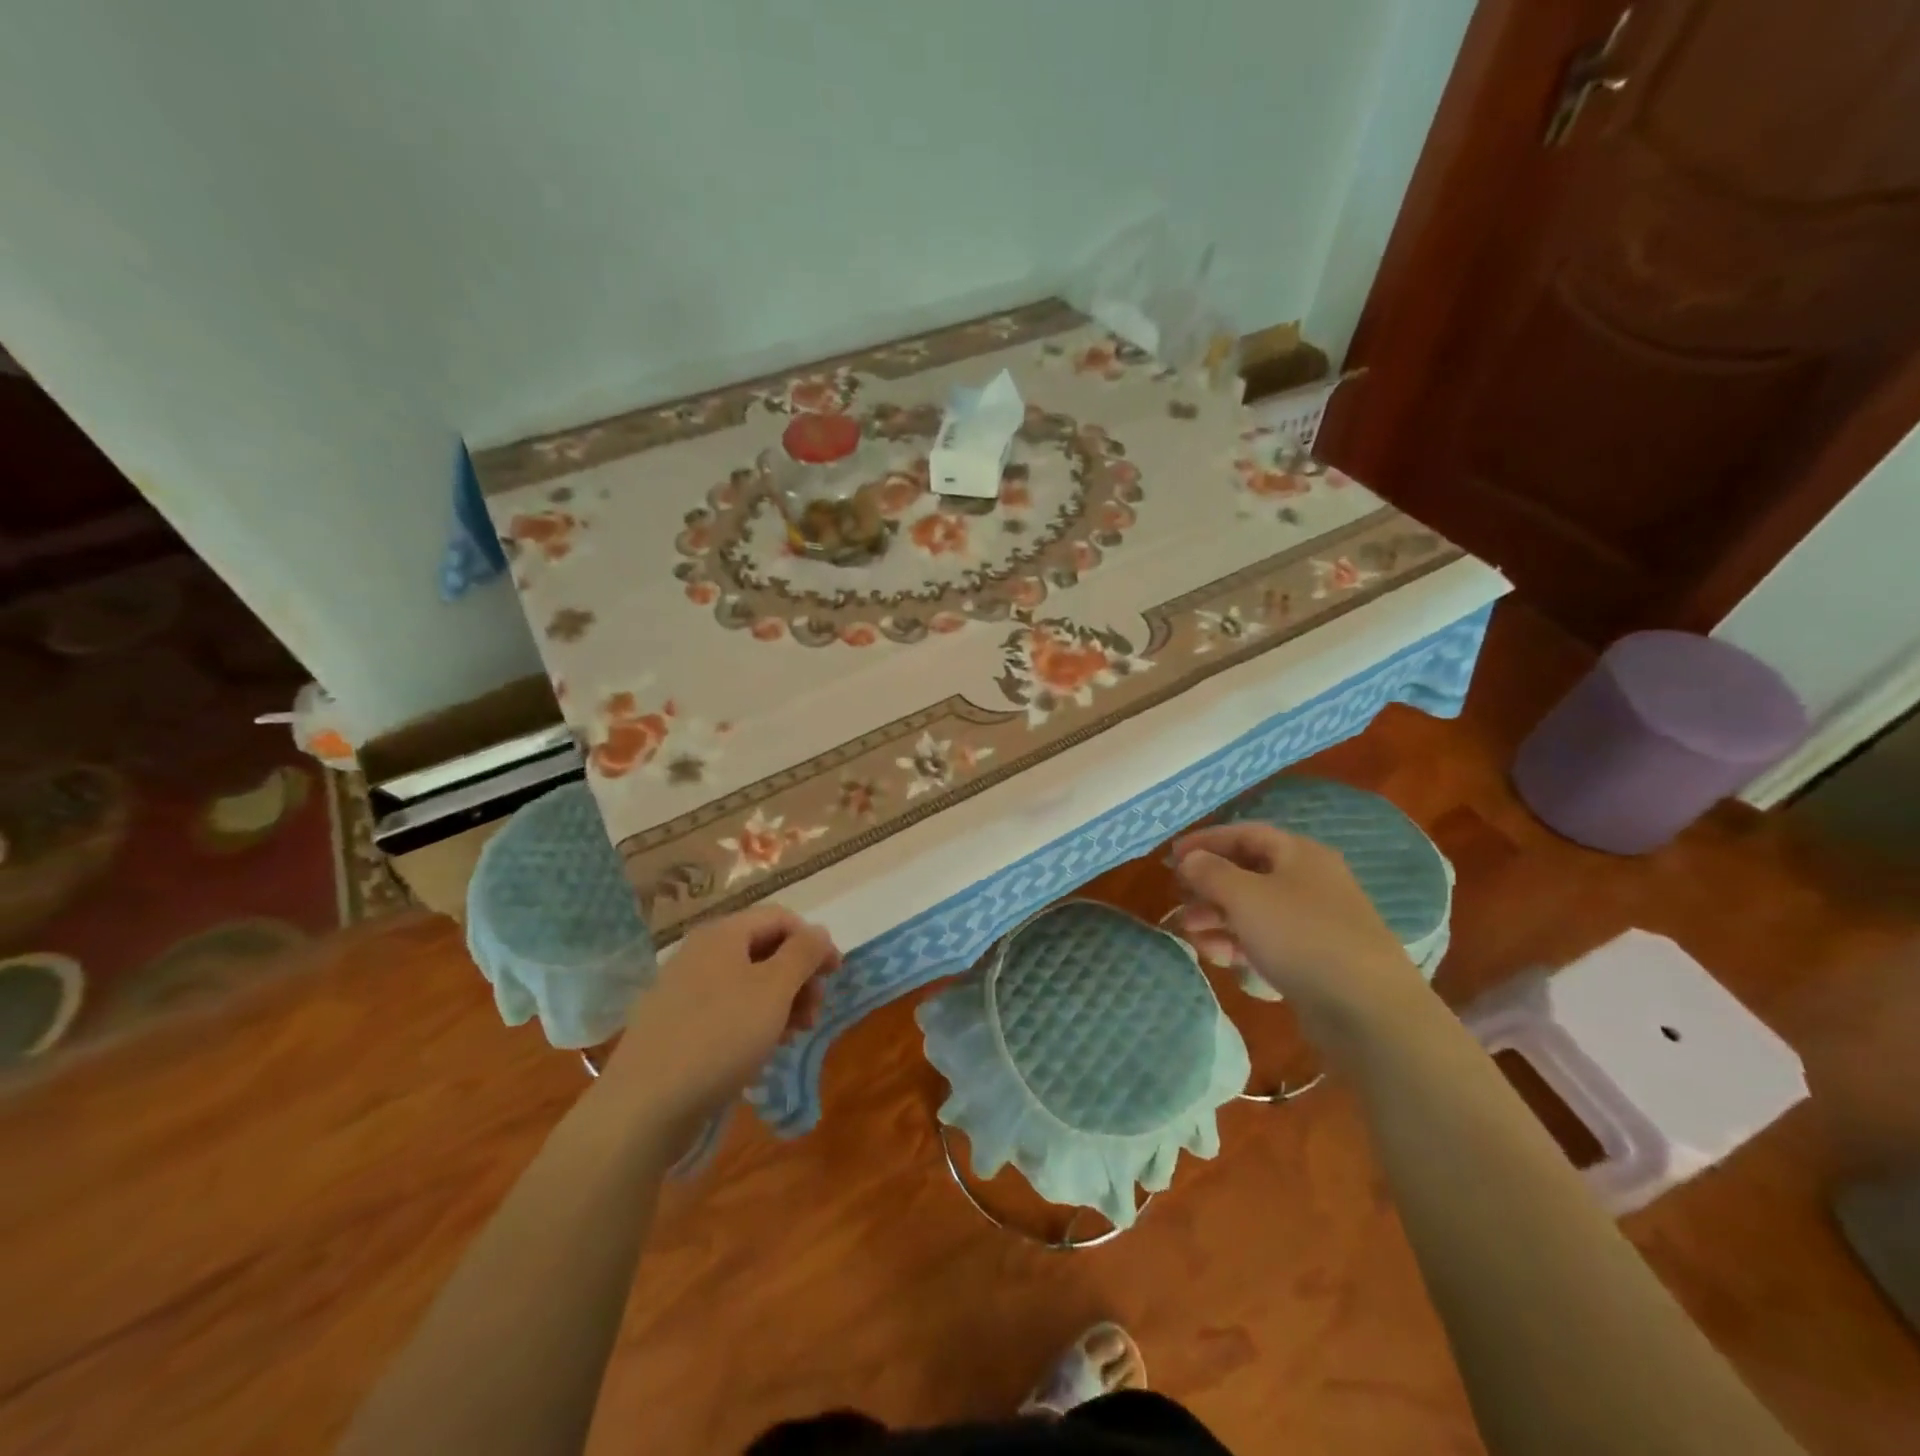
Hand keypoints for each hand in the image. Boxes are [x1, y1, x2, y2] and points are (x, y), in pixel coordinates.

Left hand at [597, 904, 839, 1132]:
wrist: (644, 1106)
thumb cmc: (720, 1037)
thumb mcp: (774, 990)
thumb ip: (803, 954)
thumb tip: (819, 932)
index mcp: (723, 934)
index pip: (781, 918)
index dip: (813, 941)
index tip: (835, 976)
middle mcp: (700, 952)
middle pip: (764, 949)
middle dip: (798, 976)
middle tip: (814, 1014)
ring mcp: (682, 989)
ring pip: (747, 981)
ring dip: (780, 1001)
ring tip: (792, 1036)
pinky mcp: (675, 1024)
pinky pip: (725, 1008)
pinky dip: (753, 1020)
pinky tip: (761, 1050)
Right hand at [1172, 822, 1432, 1037]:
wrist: (1369, 1011)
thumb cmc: (1301, 937)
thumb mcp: (1245, 897)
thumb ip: (1210, 872)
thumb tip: (1189, 860)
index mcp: (1299, 853)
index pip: (1244, 833)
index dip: (1205, 841)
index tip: (1171, 858)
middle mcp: (1309, 880)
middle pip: (1247, 872)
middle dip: (1208, 886)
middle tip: (1177, 901)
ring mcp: (1314, 921)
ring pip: (1254, 909)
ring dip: (1217, 918)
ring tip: (1190, 936)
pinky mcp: (1314, 957)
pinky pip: (1267, 939)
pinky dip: (1239, 943)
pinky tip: (1220, 959)